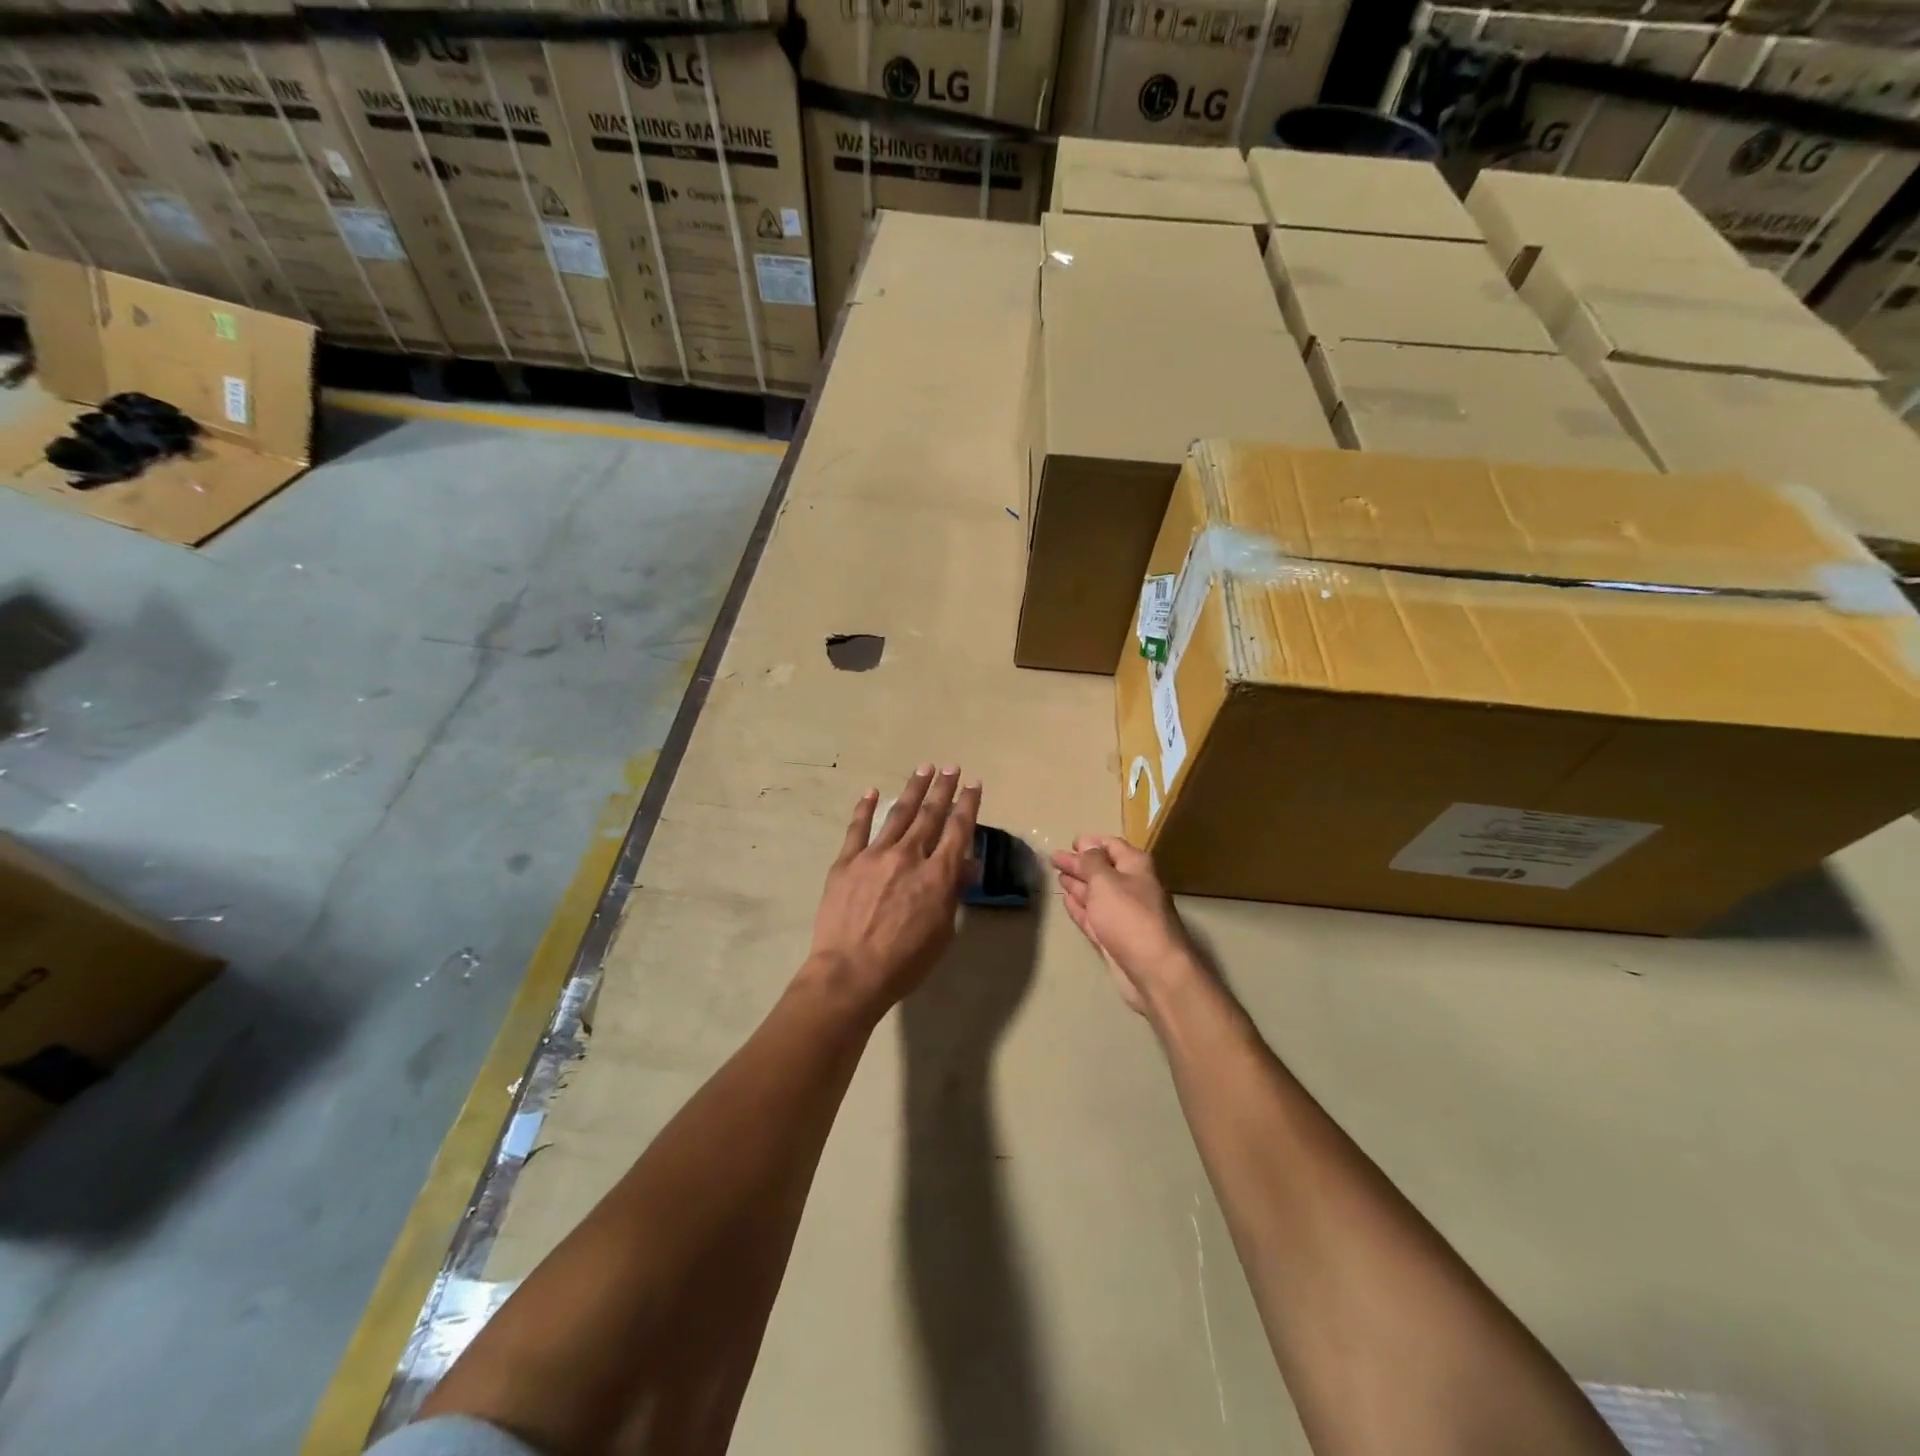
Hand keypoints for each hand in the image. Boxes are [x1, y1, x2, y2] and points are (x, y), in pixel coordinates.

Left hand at [804, 765, 980, 1017]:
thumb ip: (953, 893)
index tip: (974, 784)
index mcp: (936, 875)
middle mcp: (908, 856)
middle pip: (930, 814)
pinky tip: (871, 792)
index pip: (958, 830)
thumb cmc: (904, 962)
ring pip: (898, 814)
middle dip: (943, 789)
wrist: (851, 973)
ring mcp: (874, 856)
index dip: (968, 805)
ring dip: (913, 789)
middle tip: (951, 767)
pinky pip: (858, 829)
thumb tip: (965, 864)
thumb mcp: (943, 932)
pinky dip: (864, 808)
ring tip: (924, 768)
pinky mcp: (846, 862)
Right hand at [1051, 836, 1201, 1016]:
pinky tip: (1066, 899)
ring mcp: (1122, 913)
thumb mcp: (1105, 881)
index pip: (1111, 845)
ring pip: (1096, 893)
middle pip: (1101, 869)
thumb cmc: (1129, 916)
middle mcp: (1131, 886)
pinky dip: (1079, 906)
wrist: (1153, 970)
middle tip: (1055, 858)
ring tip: (1058, 876)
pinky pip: (1092, 915)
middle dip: (1078, 863)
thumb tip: (1086, 847)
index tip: (1071, 842)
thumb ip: (1091, 862)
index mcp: (1135, 866)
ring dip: (1078, 883)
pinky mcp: (1113, 936)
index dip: (1091, 842)